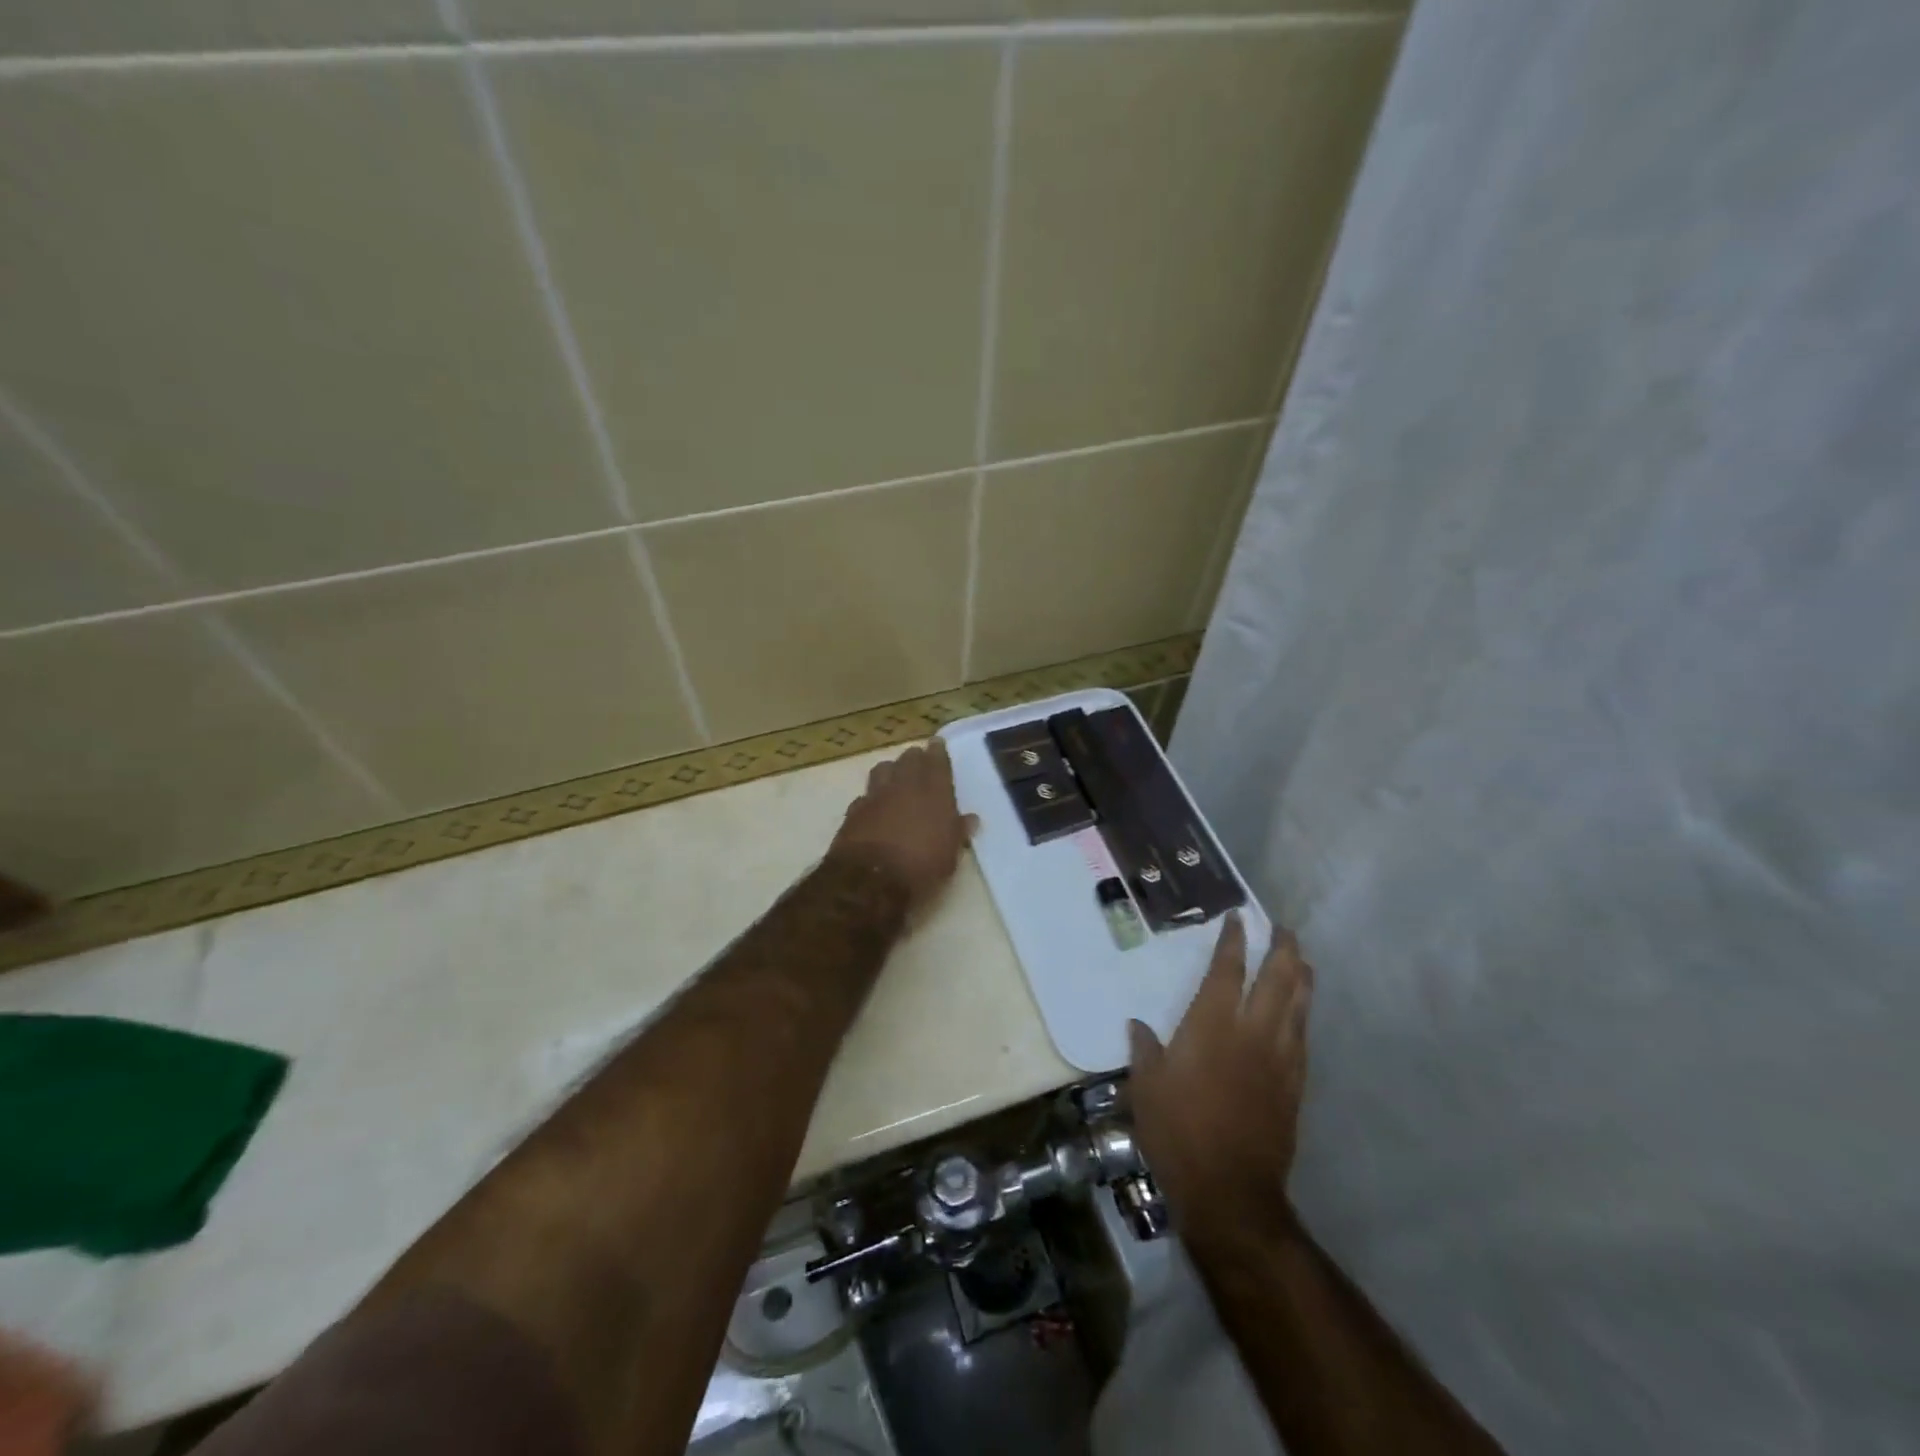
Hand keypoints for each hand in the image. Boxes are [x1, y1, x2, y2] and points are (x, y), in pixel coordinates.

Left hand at [828, 740, 977, 919]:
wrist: (871, 880)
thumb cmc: (921, 867)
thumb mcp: (950, 855)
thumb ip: (958, 832)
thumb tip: (969, 819)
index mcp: (934, 792)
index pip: (937, 761)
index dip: (938, 751)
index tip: (937, 743)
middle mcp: (904, 786)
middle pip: (909, 760)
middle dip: (915, 758)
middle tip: (919, 760)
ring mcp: (876, 796)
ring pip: (883, 769)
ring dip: (891, 770)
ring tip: (895, 777)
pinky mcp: (854, 811)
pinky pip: (865, 795)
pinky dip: (872, 797)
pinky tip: (874, 806)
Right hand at [1129, 913, 1314, 1237]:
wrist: (1230, 1191)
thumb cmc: (1178, 1131)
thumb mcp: (1146, 1087)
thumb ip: (1145, 1050)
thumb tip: (1138, 1025)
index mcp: (1211, 1026)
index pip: (1226, 971)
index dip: (1233, 941)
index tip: (1238, 918)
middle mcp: (1251, 1033)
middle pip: (1275, 980)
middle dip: (1281, 950)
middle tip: (1284, 929)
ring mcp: (1278, 1059)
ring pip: (1297, 1006)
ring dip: (1301, 978)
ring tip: (1302, 959)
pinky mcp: (1293, 1086)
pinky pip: (1302, 1039)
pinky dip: (1302, 1016)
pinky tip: (1302, 1012)